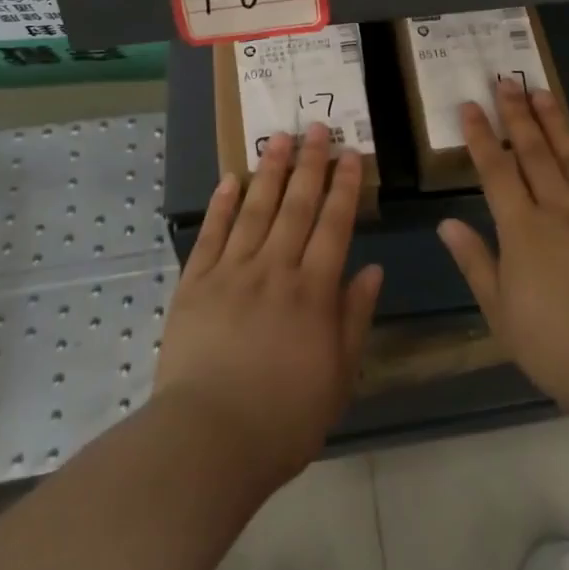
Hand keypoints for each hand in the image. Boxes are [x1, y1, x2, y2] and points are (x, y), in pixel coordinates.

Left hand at [154, 125, 382, 488]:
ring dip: (269, 171)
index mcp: (313, 291)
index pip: (334, 225)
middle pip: (296, 206)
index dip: (344, 187)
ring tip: (279, 138)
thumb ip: (355, 318)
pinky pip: (211, 235)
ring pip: (255, 210)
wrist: (207, 442)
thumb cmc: (283, 418)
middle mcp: (274, 270)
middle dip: (310, 164)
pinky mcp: (195, 284)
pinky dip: (221, 205)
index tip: (350, 154)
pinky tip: (230, 179)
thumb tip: (373, 269)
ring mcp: (231, 273)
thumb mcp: (338, 377)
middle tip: (317, 127)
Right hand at [439, 80, 568, 413]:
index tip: (471, 105)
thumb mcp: (500, 310)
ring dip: (555, 122)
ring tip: (543, 92)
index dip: (481, 136)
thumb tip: (447, 224)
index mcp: (521, 227)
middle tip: (506, 80)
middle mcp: (557, 208)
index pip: (495, 170)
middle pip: (534, 151)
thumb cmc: (553, 341)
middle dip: (517, 113)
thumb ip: (475, 261)